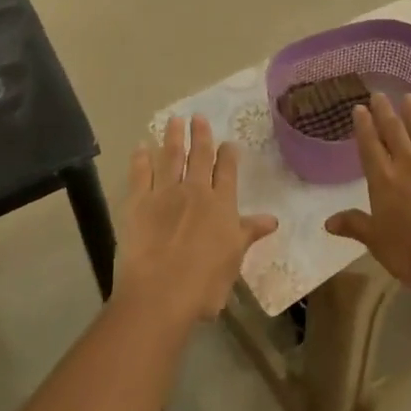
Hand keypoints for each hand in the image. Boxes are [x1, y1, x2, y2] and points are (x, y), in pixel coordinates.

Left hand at [115, 115, 276, 326]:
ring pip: (171, 157)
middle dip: (200, 135)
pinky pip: (140, 174)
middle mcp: (195, 191)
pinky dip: (140, 159)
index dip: (228, 155)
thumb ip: (248, 234)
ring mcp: (165, 194)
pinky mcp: (138, 202)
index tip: (228, 142)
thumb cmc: (204, 284)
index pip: (227, 171)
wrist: (160, 294)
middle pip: (199, 156)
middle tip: (198, 116)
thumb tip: (272, 219)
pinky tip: (141, 146)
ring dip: (173, 137)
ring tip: (174, 120)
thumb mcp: (234, 260)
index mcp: (221, 205)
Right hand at [326, 93, 410, 292]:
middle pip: (395, 133)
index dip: (364, 127)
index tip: (360, 108)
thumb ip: (355, 226)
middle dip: (385, 113)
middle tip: (379, 94)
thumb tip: (328, 222)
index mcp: (384, 181)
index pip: (370, 147)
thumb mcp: (378, 243)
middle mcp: (409, 166)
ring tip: (409, 97)